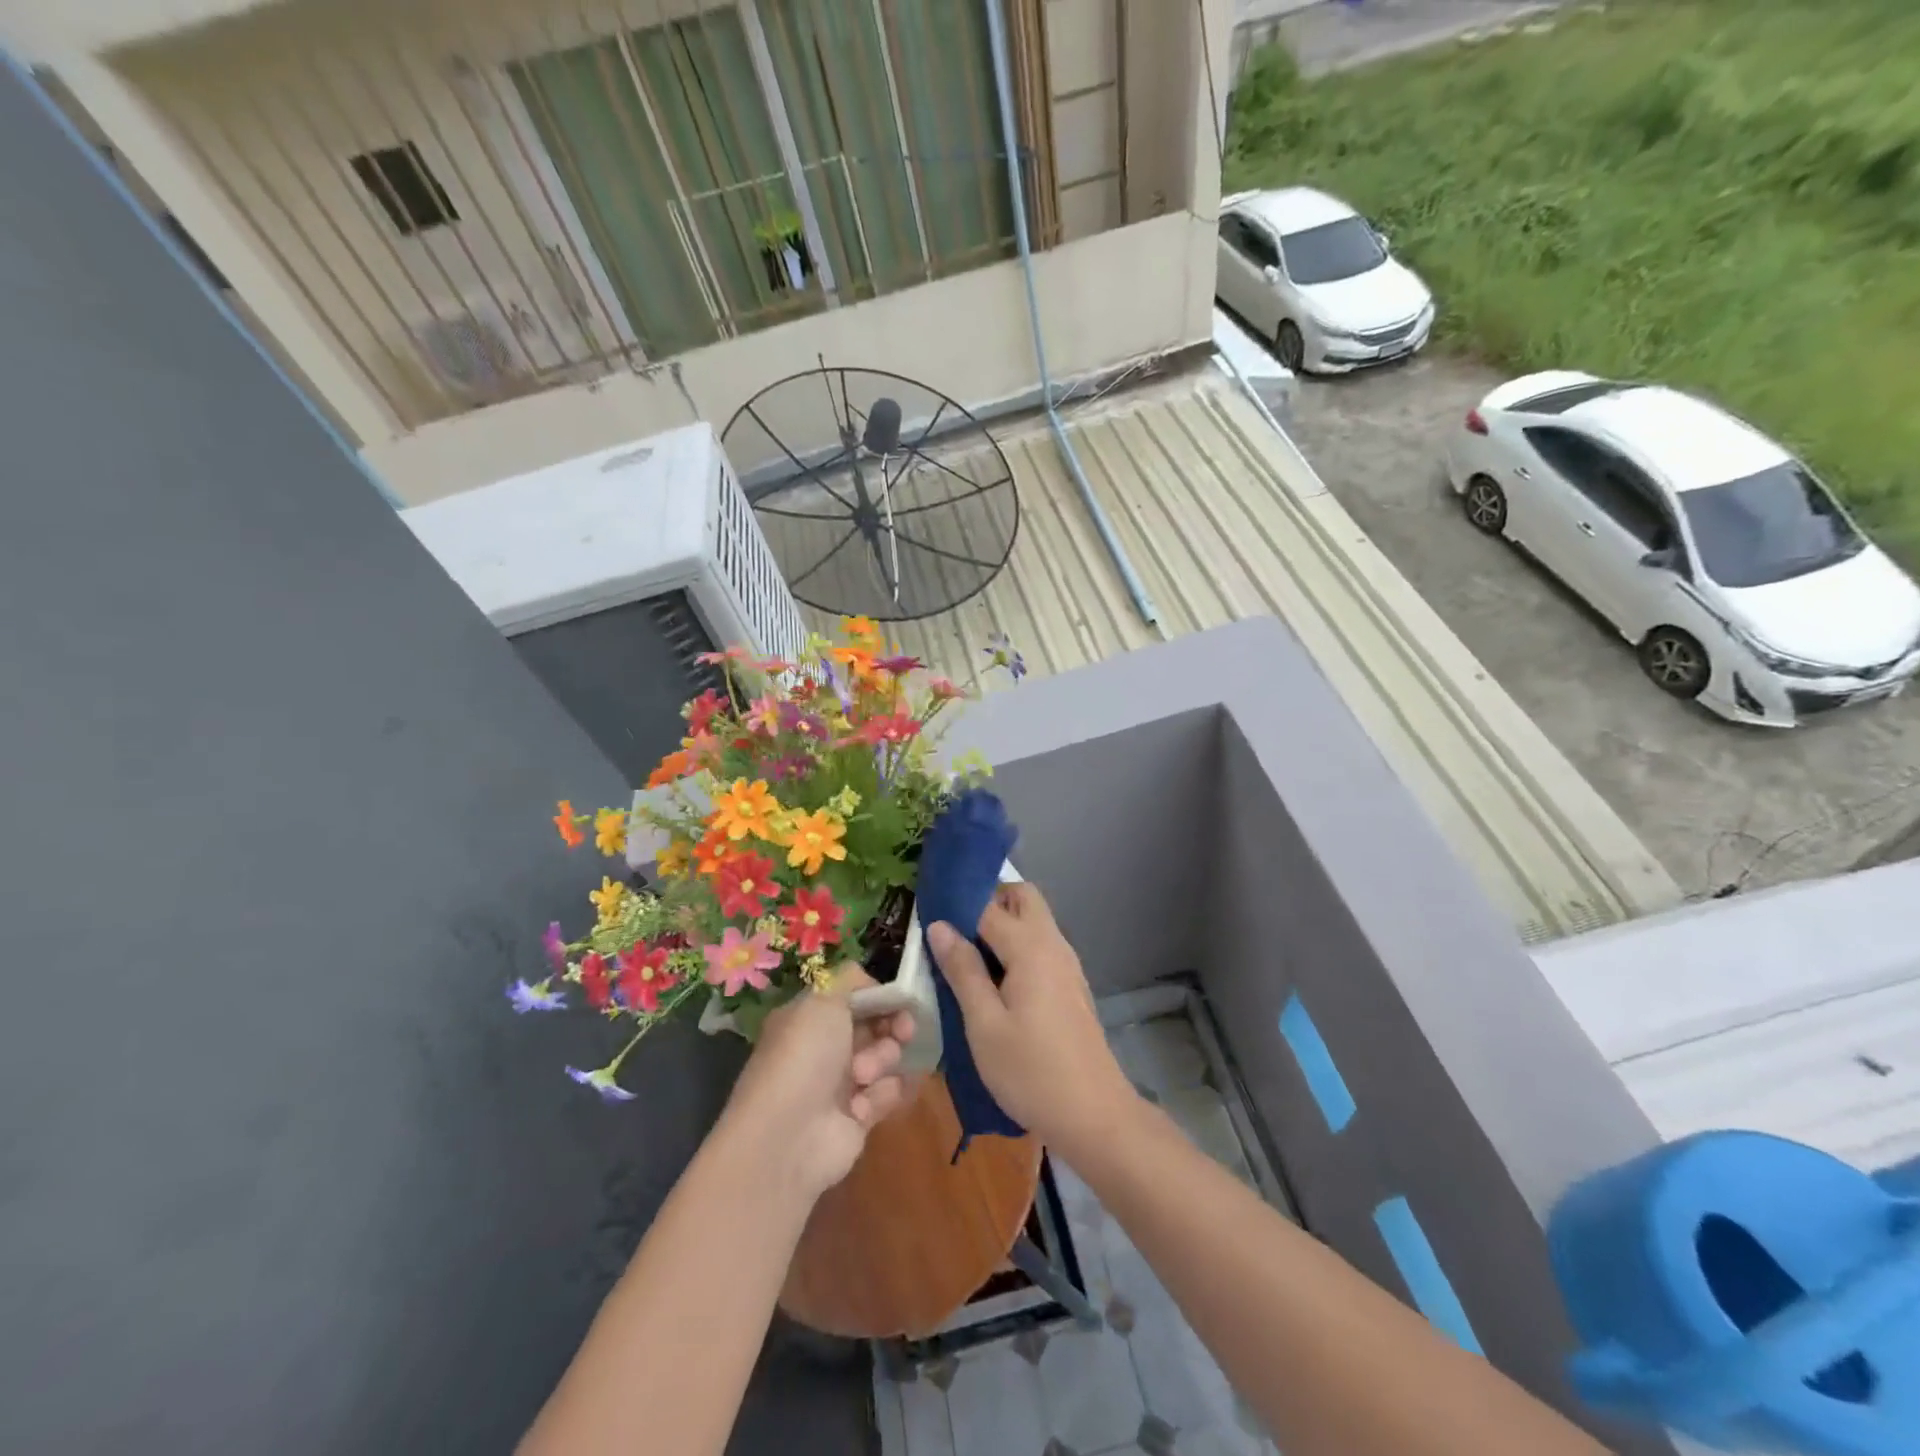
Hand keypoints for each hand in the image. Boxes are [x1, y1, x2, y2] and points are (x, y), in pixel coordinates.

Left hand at [721, 966, 913, 1200]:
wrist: (788, 1137)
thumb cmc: (804, 1056)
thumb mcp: (823, 999)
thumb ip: (850, 979)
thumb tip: (870, 982)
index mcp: (810, 1017)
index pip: (855, 997)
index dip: (880, 996)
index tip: (901, 999)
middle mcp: (825, 1047)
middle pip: (876, 1026)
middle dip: (892, 1026)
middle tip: (902, 1031)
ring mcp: (842, 1083)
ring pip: (886, 1057)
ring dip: (882, 1061)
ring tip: (863, 1076)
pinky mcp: (859, 1116)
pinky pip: (889, 1093)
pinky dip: (882, 1095)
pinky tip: (864, 1106)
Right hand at [927, 883, 1136, 1157]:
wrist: (1095, 1117)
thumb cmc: (1031, 1072)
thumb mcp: (984, 1024)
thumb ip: (963, 970)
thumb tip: (939, 925)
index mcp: (1031, 947)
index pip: (988, 905)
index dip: (956, 905)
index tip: (926, 915)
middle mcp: (1053, 944)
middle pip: (1022, 897)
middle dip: (987, 902)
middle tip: (953, 933)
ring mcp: (1067, 965)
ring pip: (1033, 921)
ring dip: (1002, 925)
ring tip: (964, 958)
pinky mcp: (1070, 986)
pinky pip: (1040, 947)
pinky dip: (1016, 948)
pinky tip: (992, 982)